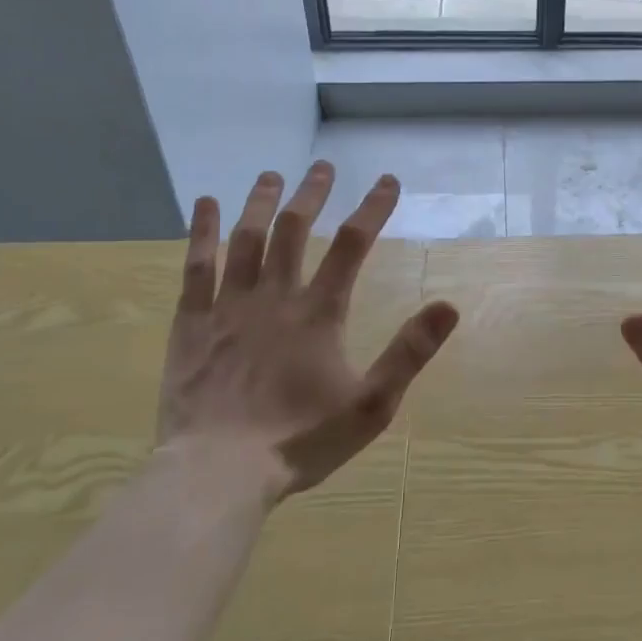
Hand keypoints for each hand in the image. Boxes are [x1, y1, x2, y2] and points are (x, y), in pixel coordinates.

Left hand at [158, 162, 458, 503]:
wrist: (217, 474)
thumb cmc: (299, 440)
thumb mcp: (371, 405)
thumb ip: (409, 353)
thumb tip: (449, 306)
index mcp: (319, 313)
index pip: (352, 245)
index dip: (373, 208)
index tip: (387, 181)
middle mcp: (274, 296)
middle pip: (293, 229)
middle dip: (312, 193)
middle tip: (322, 166)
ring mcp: (228, 306)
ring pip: (246, 239)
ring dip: (260, 202)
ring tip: (271, 175)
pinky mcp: (191, 323)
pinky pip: (196, 266)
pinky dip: (202, 231)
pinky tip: (205, 204)